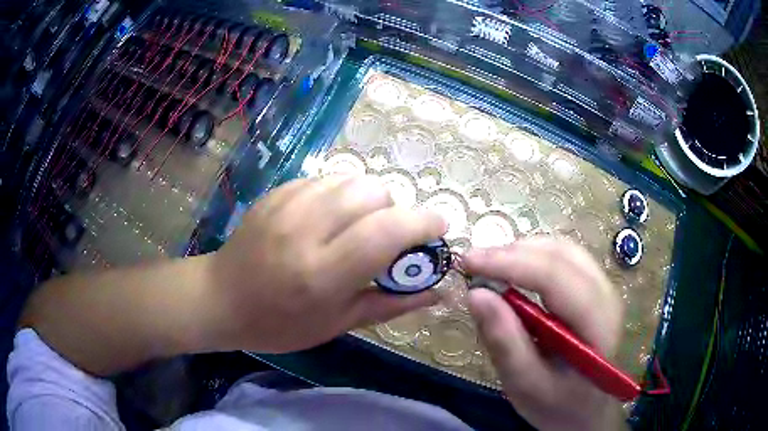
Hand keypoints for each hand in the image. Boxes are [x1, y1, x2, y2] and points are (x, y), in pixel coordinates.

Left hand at [206, 175, 445, 352]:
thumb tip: (438, 292)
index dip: (423, 223)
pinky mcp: (277, 192)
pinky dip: (342, 194)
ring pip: (352, 179)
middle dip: (395, 210)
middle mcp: (305, 229)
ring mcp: (287, 204)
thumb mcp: (338, 324)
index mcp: (323, 272)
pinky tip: (329, 218)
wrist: (220, 298)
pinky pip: (326, 179)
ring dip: (369, 200)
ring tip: (358, 226)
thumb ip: (391, 304)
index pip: (387, 231)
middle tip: (387, 236)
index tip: (439, 228)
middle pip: (373, 192)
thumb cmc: (279, 323)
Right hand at [463, 238, 624, 430]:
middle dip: (512, 253)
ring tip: (489, 267)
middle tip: (473, 264)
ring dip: (522, 252)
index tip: (468, 262)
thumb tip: (476, 294)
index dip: (510, 263)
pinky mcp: (595, 287)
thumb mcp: (524, 384)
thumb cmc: (555, 403)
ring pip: (562, 249)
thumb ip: (504, 342)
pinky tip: (514, 271)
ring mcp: (604, 287)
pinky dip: (534, 257)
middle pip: (560, 255)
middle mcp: (606, 295)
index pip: (555, 277)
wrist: (583, 408)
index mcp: (596, 324)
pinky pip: (564, 258)